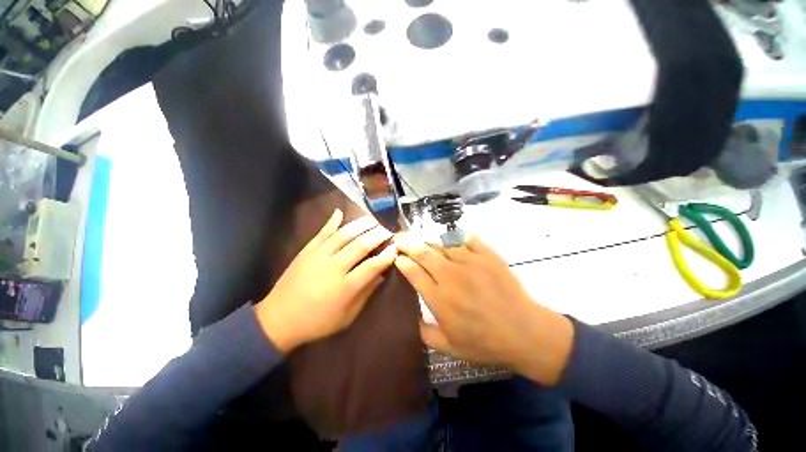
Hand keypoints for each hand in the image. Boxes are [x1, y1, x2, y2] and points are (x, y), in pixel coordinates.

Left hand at [255, 209, 396, 353]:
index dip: (387, 255)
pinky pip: (321, 232)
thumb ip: (365, 293)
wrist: (278, 320)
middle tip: (387, 231)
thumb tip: (381, 275)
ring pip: (343, 235)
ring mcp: (318, 256)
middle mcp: (334, 268)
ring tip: (372, 220)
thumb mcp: (347, 316)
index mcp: (345, 288)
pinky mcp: (306, 251)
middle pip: (360, 245)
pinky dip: (331, 221)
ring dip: (360, 225)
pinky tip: (340, 211)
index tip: (395, 248)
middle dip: (377, 235)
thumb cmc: (317, 322)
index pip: (372, 265)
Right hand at [394, 235, 574, 384]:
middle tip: (400, 239)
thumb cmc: (485, 342)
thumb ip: (425, 333)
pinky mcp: (488, 256)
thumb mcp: (450, 348)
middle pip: (424, 253)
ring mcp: (471, 262)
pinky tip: (458, 246)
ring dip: (432, 245)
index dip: (402, 262)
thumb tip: (411, 317)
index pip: (413, 272)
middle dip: (408, 244)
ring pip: (443, 245)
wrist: (526, 332)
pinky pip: (468, 240)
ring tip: (427, 245)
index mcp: (439, 298)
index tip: (397, 258)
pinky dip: (460, 242)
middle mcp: (451, 275)